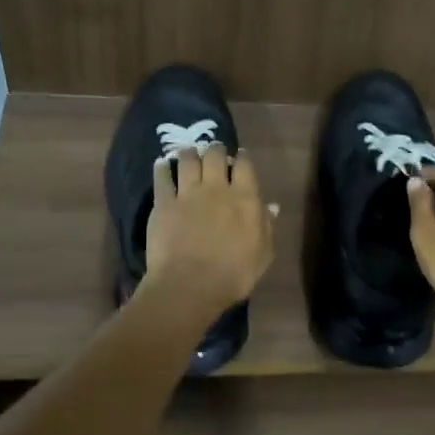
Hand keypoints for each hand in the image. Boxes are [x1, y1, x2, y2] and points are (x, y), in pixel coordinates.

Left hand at [142, 144, 275, 319]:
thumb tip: (272, 206)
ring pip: (187, 160)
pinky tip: (161, 164)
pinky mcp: (163, 203)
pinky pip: (162, 178)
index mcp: (245, 198)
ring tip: (189, 152)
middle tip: (215, 151)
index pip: (245, 165)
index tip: (241, 158)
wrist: (190, 285)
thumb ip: (267, 226)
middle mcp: (216, 188)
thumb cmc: (234, 274)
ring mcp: (187, 193)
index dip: (243, 158)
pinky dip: (162, 168)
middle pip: (215, 155)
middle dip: (215, 149)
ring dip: (189, 153)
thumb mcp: (263, 254)